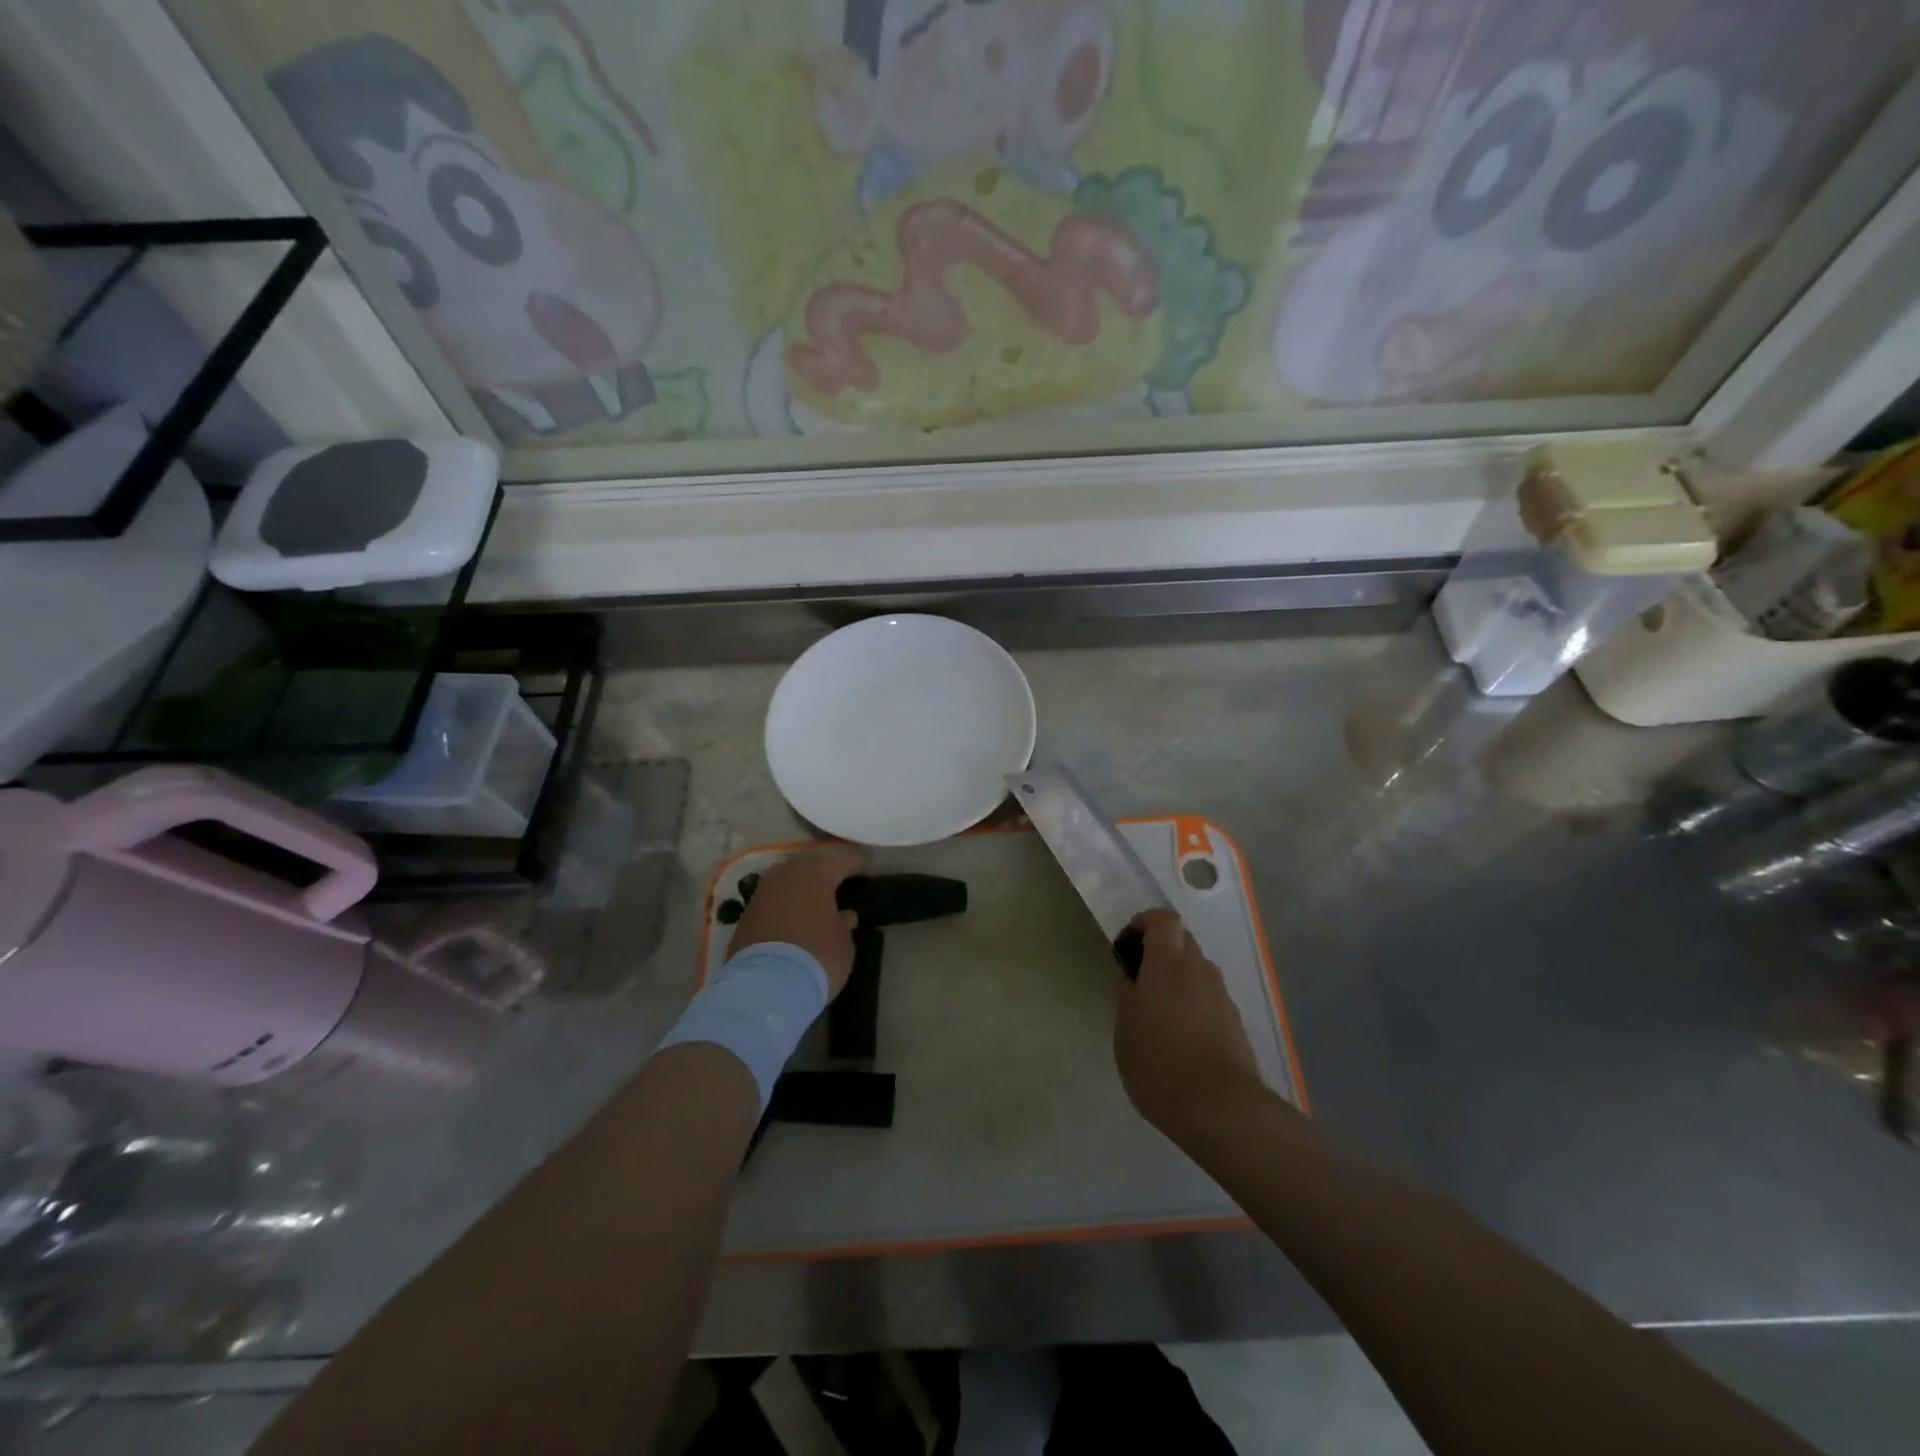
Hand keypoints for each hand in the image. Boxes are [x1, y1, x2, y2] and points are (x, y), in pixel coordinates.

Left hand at [728, 845, 867, 995]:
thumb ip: (844, 924)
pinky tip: (793, 912)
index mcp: (818, 873)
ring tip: (816, 895)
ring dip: (802, 882)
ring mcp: (763, 890)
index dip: (859, 864)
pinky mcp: (746, 911)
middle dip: (827, 867)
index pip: (844, 859)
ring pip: (788, 875)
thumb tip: (843, 916)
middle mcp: (788, 872)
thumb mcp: (844, 944)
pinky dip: (785, 899)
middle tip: (842, 878)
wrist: (765, 987)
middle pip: (812, 860)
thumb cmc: (816, 958)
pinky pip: (773, 895)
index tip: (868, 871)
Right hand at [1114, 909, 1263, 1142]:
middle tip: (1142, 978)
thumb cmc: (1160, 1065)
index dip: (1144, 922)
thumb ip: (1128, 997)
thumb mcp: (1125, 1031)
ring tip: (1162, 1010)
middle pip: (1183, 941)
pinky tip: (1184, 1034)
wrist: (1222, 1108)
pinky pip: (1210, 996)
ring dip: (1180, 977)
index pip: (1163, 920)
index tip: (1128, 942)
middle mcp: (1198, 970)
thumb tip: (1134, 981)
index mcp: (1167, 964)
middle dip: (1162, 949)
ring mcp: (1221, 995)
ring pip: (1198, 969)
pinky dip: (1195, 1001)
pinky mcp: (1235, 1020)